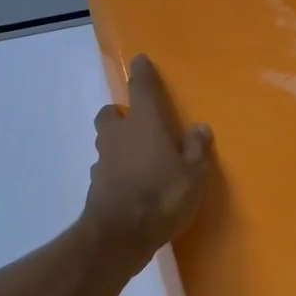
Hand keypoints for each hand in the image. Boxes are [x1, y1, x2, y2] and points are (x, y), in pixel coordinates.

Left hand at [84, 54, 213, 261]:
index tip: (139, 61)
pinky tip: (131, 184)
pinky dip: (116, 170)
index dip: (141, 73)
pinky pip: (106, 168)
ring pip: (106, 142)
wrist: (119, 234)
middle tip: (138, 123)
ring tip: (139, 158)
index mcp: (144, 123)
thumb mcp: (193, 174)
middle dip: (121, 114)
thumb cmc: (162, 195)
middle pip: (111, 114)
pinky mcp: (96, 185)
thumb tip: (199, 128)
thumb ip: (196, 149)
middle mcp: (118, 134)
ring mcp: (103, 160)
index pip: (141, 88)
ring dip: (118, 144)